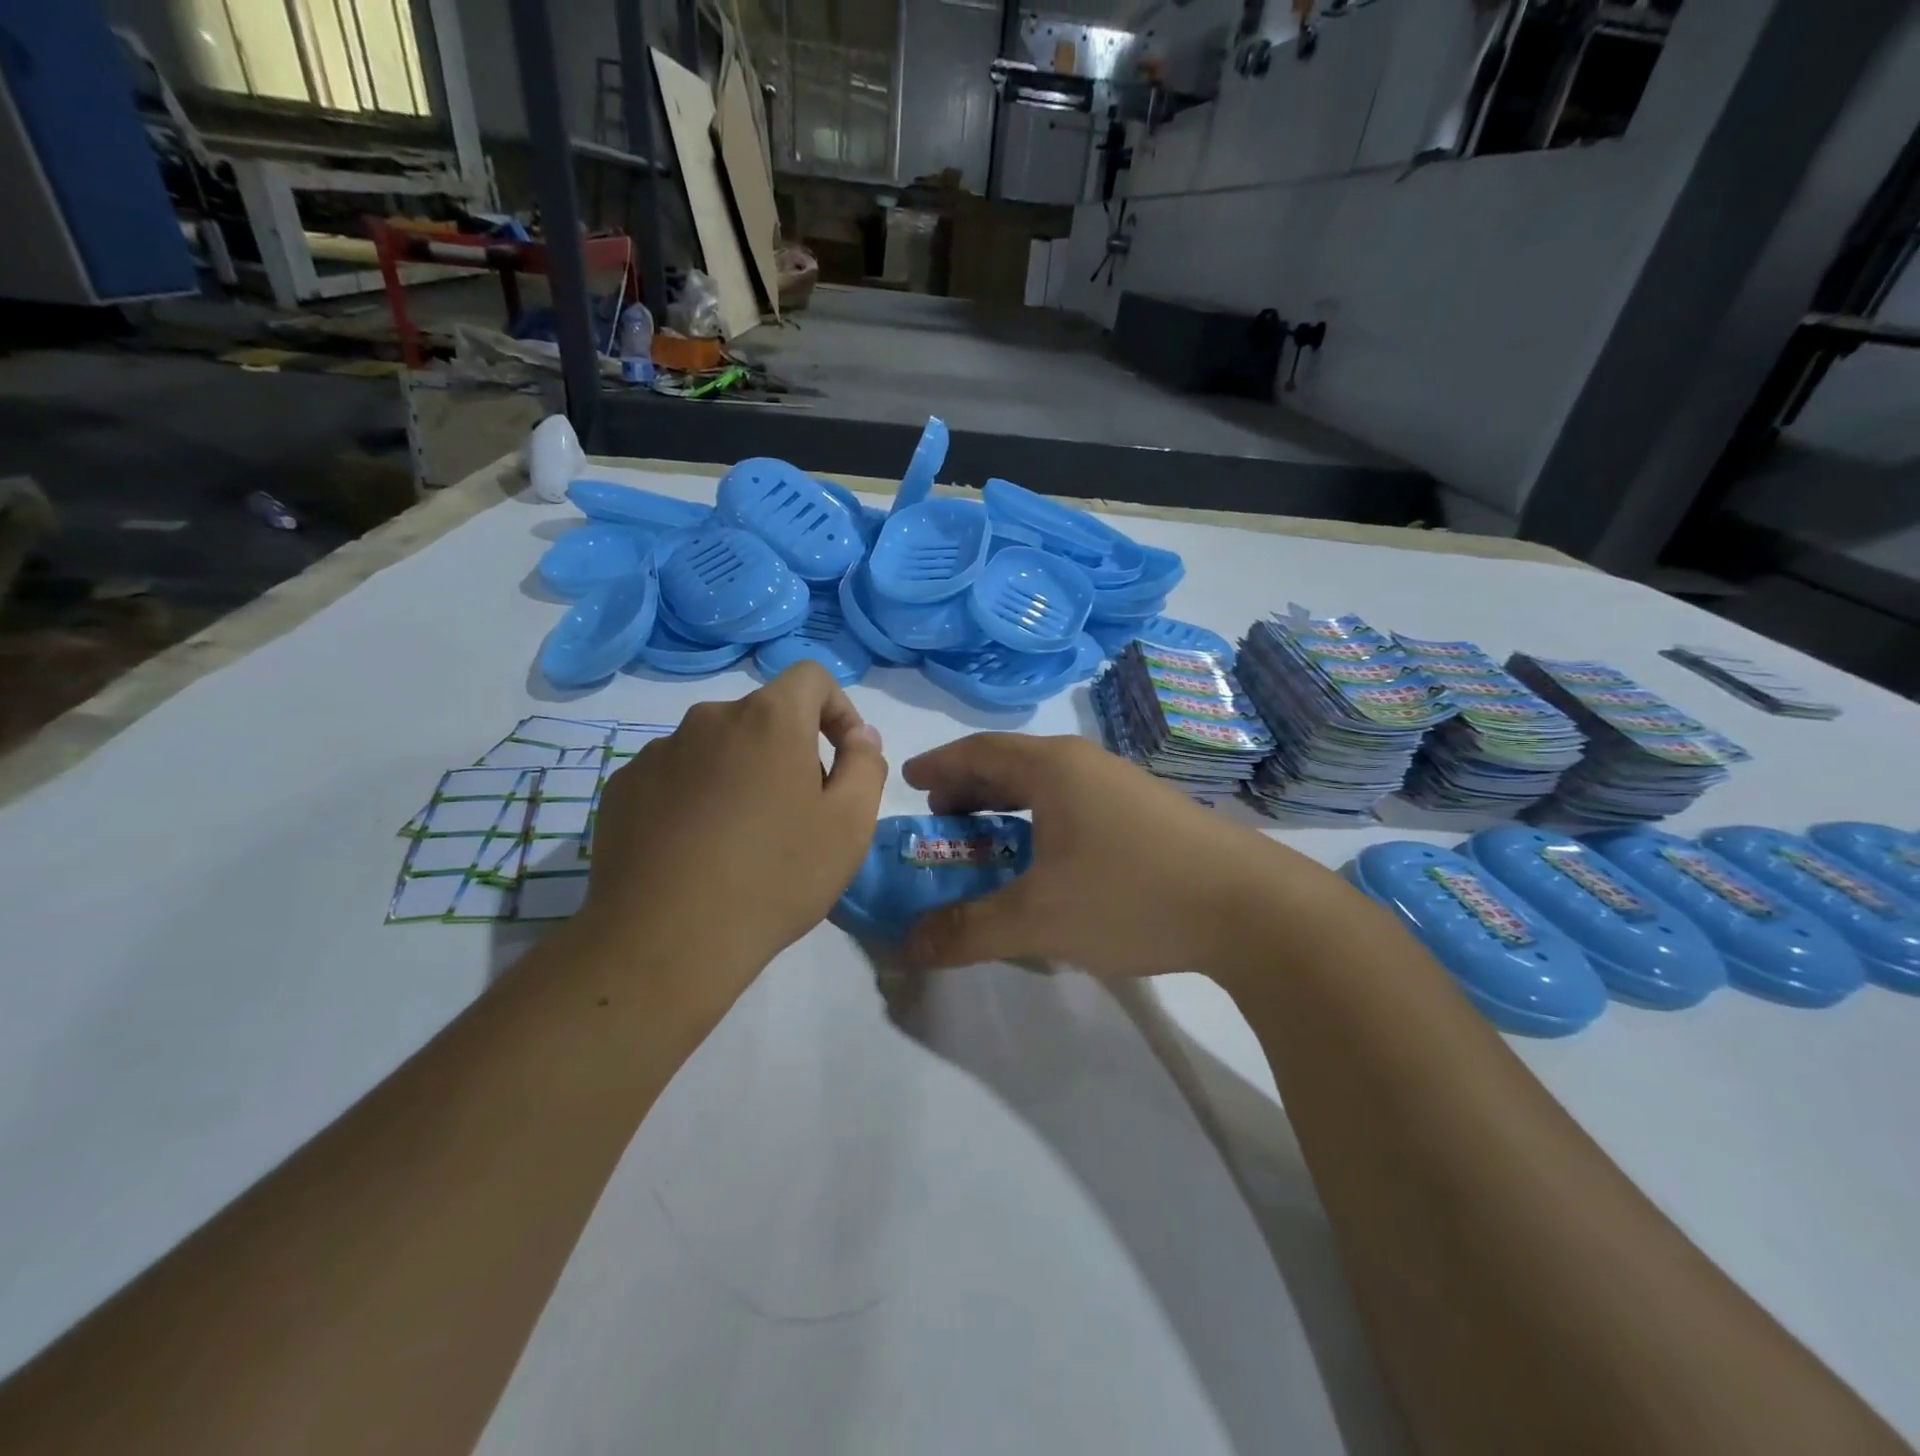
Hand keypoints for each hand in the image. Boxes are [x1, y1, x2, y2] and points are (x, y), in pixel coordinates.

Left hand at [581, 663, 886, 1012]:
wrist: (667, 940)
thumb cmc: (775, 877)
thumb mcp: (849, 825)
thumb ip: (865, 765)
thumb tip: (860, 736)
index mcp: (769, 719)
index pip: (811, 678)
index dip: (838, 709)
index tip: (844, 757)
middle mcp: (709, 719)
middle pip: (764, 717)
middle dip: (791, 751)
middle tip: (799, 814)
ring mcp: (658, 752)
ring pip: (719, 748)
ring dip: (741, 775)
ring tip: (744, 840)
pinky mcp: (623, 788)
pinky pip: (676, 776)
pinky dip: (697, 797)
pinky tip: (697, 850)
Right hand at [901, 733, 1340, 976]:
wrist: (1252, 908)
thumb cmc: (1133, 895)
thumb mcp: (1039, 919)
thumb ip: (967, 930)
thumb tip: (905, 945)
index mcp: (1053, 768)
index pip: (977, 752)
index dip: (938, 765)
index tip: (908, 780)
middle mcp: (1085, 763)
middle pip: (1011, 763)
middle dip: (969, 787)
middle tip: (941, 816)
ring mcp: (1121, 785)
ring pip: (1046, 784)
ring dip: (1007, 805)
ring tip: (985, 836)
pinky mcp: (1147, 812)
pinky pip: (1073, 802)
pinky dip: (1041, 819)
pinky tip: (1046, 857)